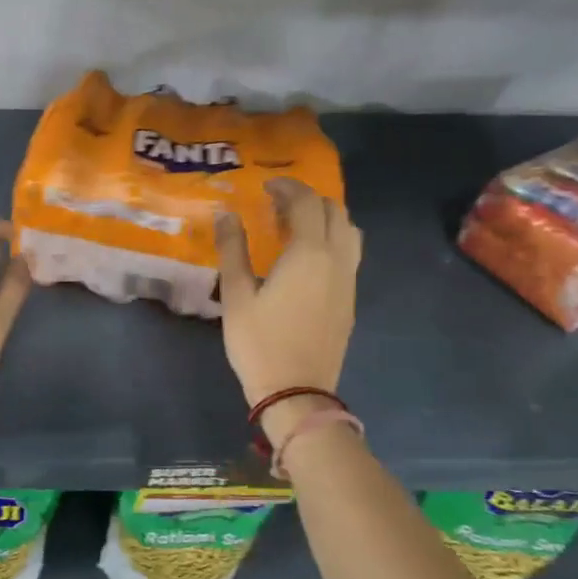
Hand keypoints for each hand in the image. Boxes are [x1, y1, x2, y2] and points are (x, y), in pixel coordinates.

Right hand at [215, 180, 360, 414]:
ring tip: (293, 227)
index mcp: (309, 254)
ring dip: (324, 218)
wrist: (297, 391)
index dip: (286, 188)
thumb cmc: (259, 342)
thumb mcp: (236, 295)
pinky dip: (331, 240)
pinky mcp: (350, 299)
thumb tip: (226, 215)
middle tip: (276, 204)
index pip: (306, 203)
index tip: (264, 187)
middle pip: (334, 211)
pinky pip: (348, 254)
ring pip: (348, 232)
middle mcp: (337, 260)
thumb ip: (233, 249)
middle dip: (307, 199)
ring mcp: (349, 280)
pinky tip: (304, 258)